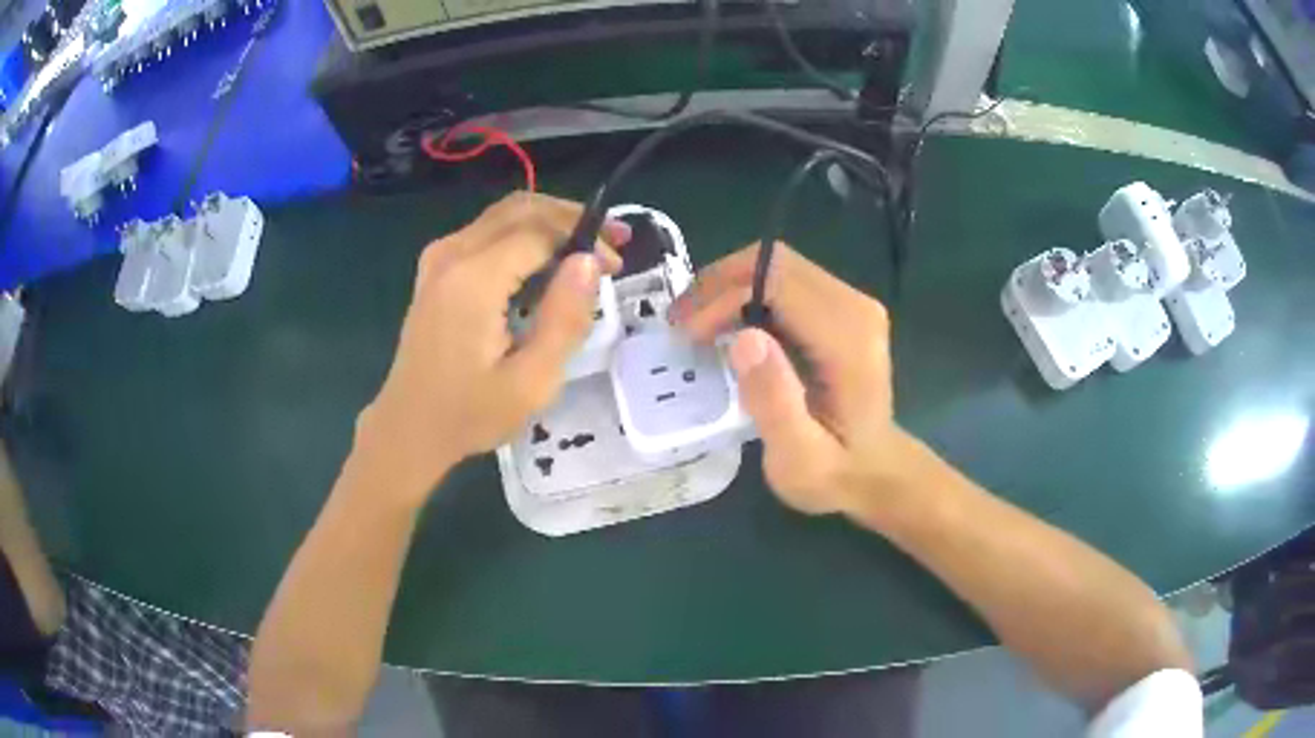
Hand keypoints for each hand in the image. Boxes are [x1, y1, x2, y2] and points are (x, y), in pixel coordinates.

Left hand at [355, 193, 629, 504]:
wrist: (409, 428)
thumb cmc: (470, 413)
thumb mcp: (532, 382)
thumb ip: (565, 319)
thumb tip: (588, 262)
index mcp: (474, 279)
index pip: (540, 231)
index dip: (584, 238)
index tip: (616, 265)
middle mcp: (452, 254)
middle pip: (521, 209)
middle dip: (571, 217)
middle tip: (611, 241)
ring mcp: (439, 257)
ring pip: (504, 215)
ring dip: (549, 223)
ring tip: (586, 248)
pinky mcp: (435, 268)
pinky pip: (486, 232)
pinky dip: (523, 235)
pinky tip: (545, 262)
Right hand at [673, 243, 909, 515]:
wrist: (875, 471)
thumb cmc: (834, 473)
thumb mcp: (800, 459)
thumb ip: (775, 404)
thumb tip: (744, 339)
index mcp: (848, 341)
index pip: (776, 284)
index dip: (723, 297)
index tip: (688, 334)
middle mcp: (856, 308)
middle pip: (776, 263)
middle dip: (719, 284)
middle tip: (680, 322)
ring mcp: (853, 303)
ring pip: (778, 266)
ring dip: (729, 287)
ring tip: (695, 323)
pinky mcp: (844, 307)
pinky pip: (787, 281)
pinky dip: (748, 294)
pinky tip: (726, 325)